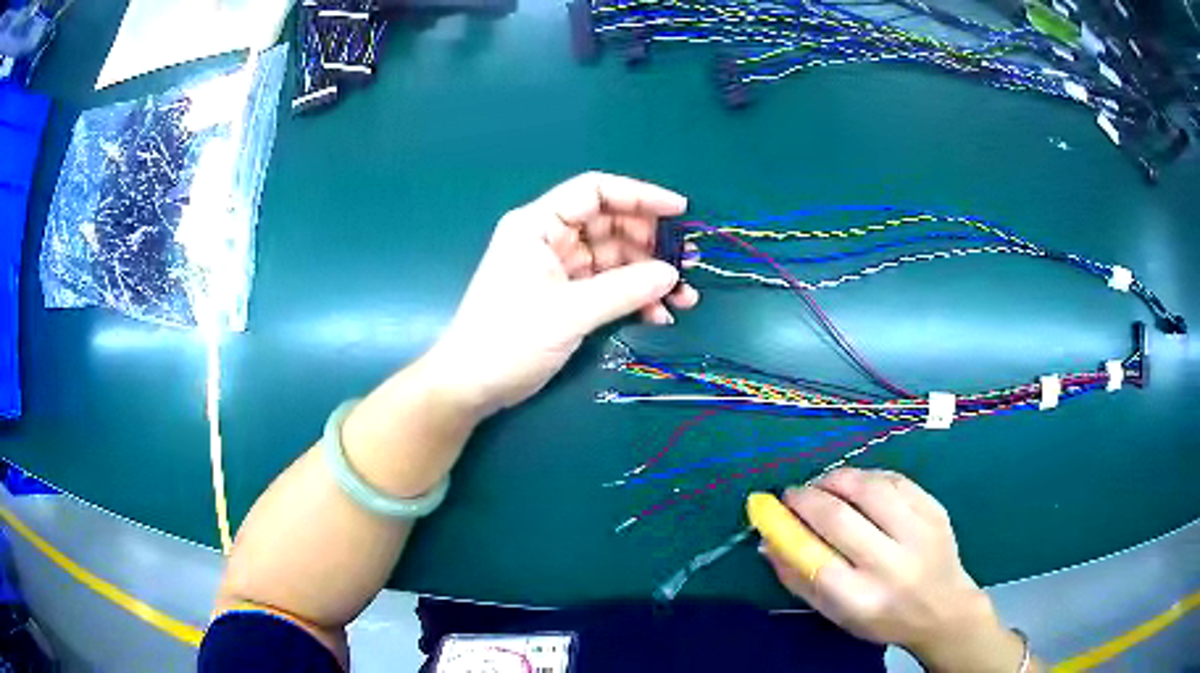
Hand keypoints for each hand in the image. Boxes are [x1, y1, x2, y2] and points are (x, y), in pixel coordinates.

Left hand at [425, 172, 699, 417]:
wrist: (472, 385)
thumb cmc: (508, 340)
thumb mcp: (569, 313)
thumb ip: (623, 290)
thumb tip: (671, 275)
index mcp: (539, 225)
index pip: (594, 192)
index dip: (639, 195)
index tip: (679, 211)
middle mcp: (550, 238)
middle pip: (610, 225)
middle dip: (651, 244)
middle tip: (688, 265)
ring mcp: (558, 268)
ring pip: (614, 258)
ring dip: (649, 277)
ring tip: (683, 299)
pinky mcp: (565, 296)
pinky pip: (607, 286)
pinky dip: (633, 297)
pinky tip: (658, 316)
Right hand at [762, 468, 1029, 671]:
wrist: (944, 608)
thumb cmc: (883, 618)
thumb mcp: (838, 614)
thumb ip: (801, 581)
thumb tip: (768, 541)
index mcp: (863, 599)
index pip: (816, 559)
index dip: (789, 528)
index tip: (774, 510)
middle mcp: (892, 565)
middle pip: (840, 519)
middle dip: (808, 497)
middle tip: (794, 493)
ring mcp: (919, 533)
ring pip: (870, 489)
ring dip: (837, 479)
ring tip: (824, 483)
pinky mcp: (935, 510)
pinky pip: (896, 480)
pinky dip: (869, 476)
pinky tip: (858, 483)